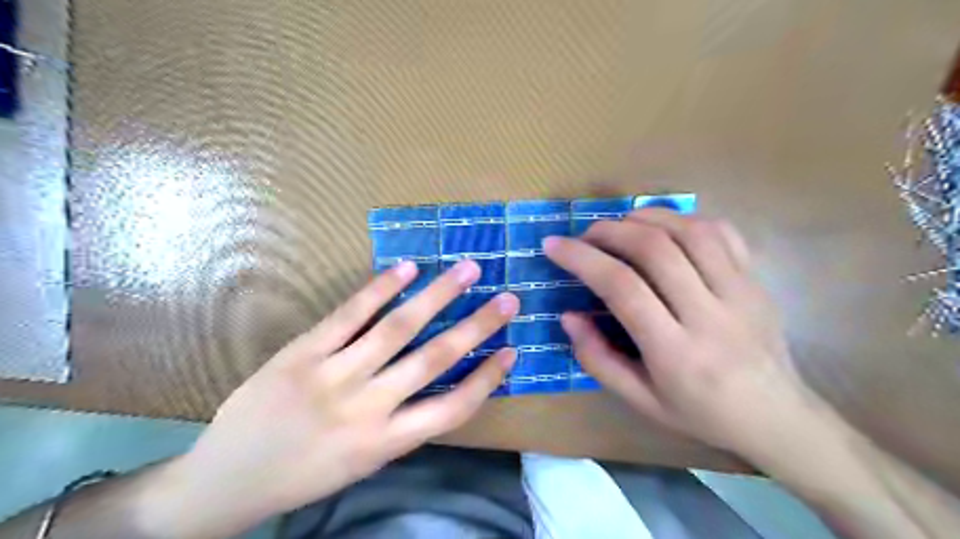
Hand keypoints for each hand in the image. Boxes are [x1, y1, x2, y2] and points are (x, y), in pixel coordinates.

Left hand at [160, 259, 517, 536]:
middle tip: (507, 299)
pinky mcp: (303, 352)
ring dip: (438, 296)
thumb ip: (401, 425)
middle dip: (477, 326)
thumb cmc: (304, 474)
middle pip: (434, 359)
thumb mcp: (364, 462)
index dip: (487, 379)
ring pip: (397, 328)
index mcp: (385, 443)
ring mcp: (333, 375)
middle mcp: (367, 407)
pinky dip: (381, 289)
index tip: (511, 351)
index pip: (452, 409)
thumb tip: (437, 384)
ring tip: (467, 270)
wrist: (225, 481)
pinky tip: (407, 268)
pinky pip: (350, 315)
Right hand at [543, 208, 819, 461]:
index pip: (622, 289)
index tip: (553, 246)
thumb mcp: (639, 401)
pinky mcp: (756, 281)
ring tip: (621, 225)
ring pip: (690, 232)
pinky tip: (665, 227)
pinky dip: (685, 219)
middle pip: (655, 250)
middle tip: (586, 235)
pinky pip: (722, 233)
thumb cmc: (700, 413)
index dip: (582, 259)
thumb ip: (597, 359)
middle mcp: (709, 315)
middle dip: (610, 231)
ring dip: (646, 218)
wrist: (777, 418)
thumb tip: (568, 316)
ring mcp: (740, 293)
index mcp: (675, 353)